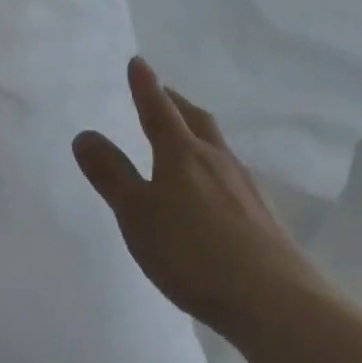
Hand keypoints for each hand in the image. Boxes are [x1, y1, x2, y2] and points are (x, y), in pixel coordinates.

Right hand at [73, 57, 318, 337]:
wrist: (276, 300)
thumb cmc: (193, 252)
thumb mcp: (137, 214)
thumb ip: (111, 175)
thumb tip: (85, 134)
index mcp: (181, 153)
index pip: (158, 109)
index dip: (145, 86)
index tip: (138, 62)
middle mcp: (216, 159)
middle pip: (194, 119)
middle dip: (175, 102)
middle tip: (162, 93)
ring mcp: (245, 186)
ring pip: (217, 145)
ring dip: (197, 131)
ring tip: (186, 136)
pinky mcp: (263, 214)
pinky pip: (231, 173)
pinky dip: (214, 165)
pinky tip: (214, 187)